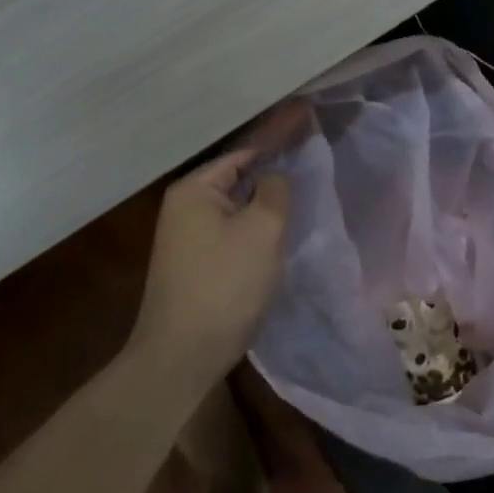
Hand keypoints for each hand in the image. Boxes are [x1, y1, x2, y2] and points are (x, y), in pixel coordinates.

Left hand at [130, 147, 291, 392]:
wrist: (181, 357)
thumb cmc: (225, 284)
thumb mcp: (263, 229)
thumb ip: (276, 189)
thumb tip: (275, 176)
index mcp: (194, 189)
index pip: (244, 153)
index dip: (278, 144)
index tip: (308, 135)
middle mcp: (183, 206)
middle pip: (239, 180)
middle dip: (273, 180)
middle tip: (312, 177)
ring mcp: (185, 237)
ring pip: (237, 210)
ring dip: (264, 210)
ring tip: (301, 205)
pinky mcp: (193, 264)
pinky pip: (230, 234)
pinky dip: (253, 233)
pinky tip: (276, 241)